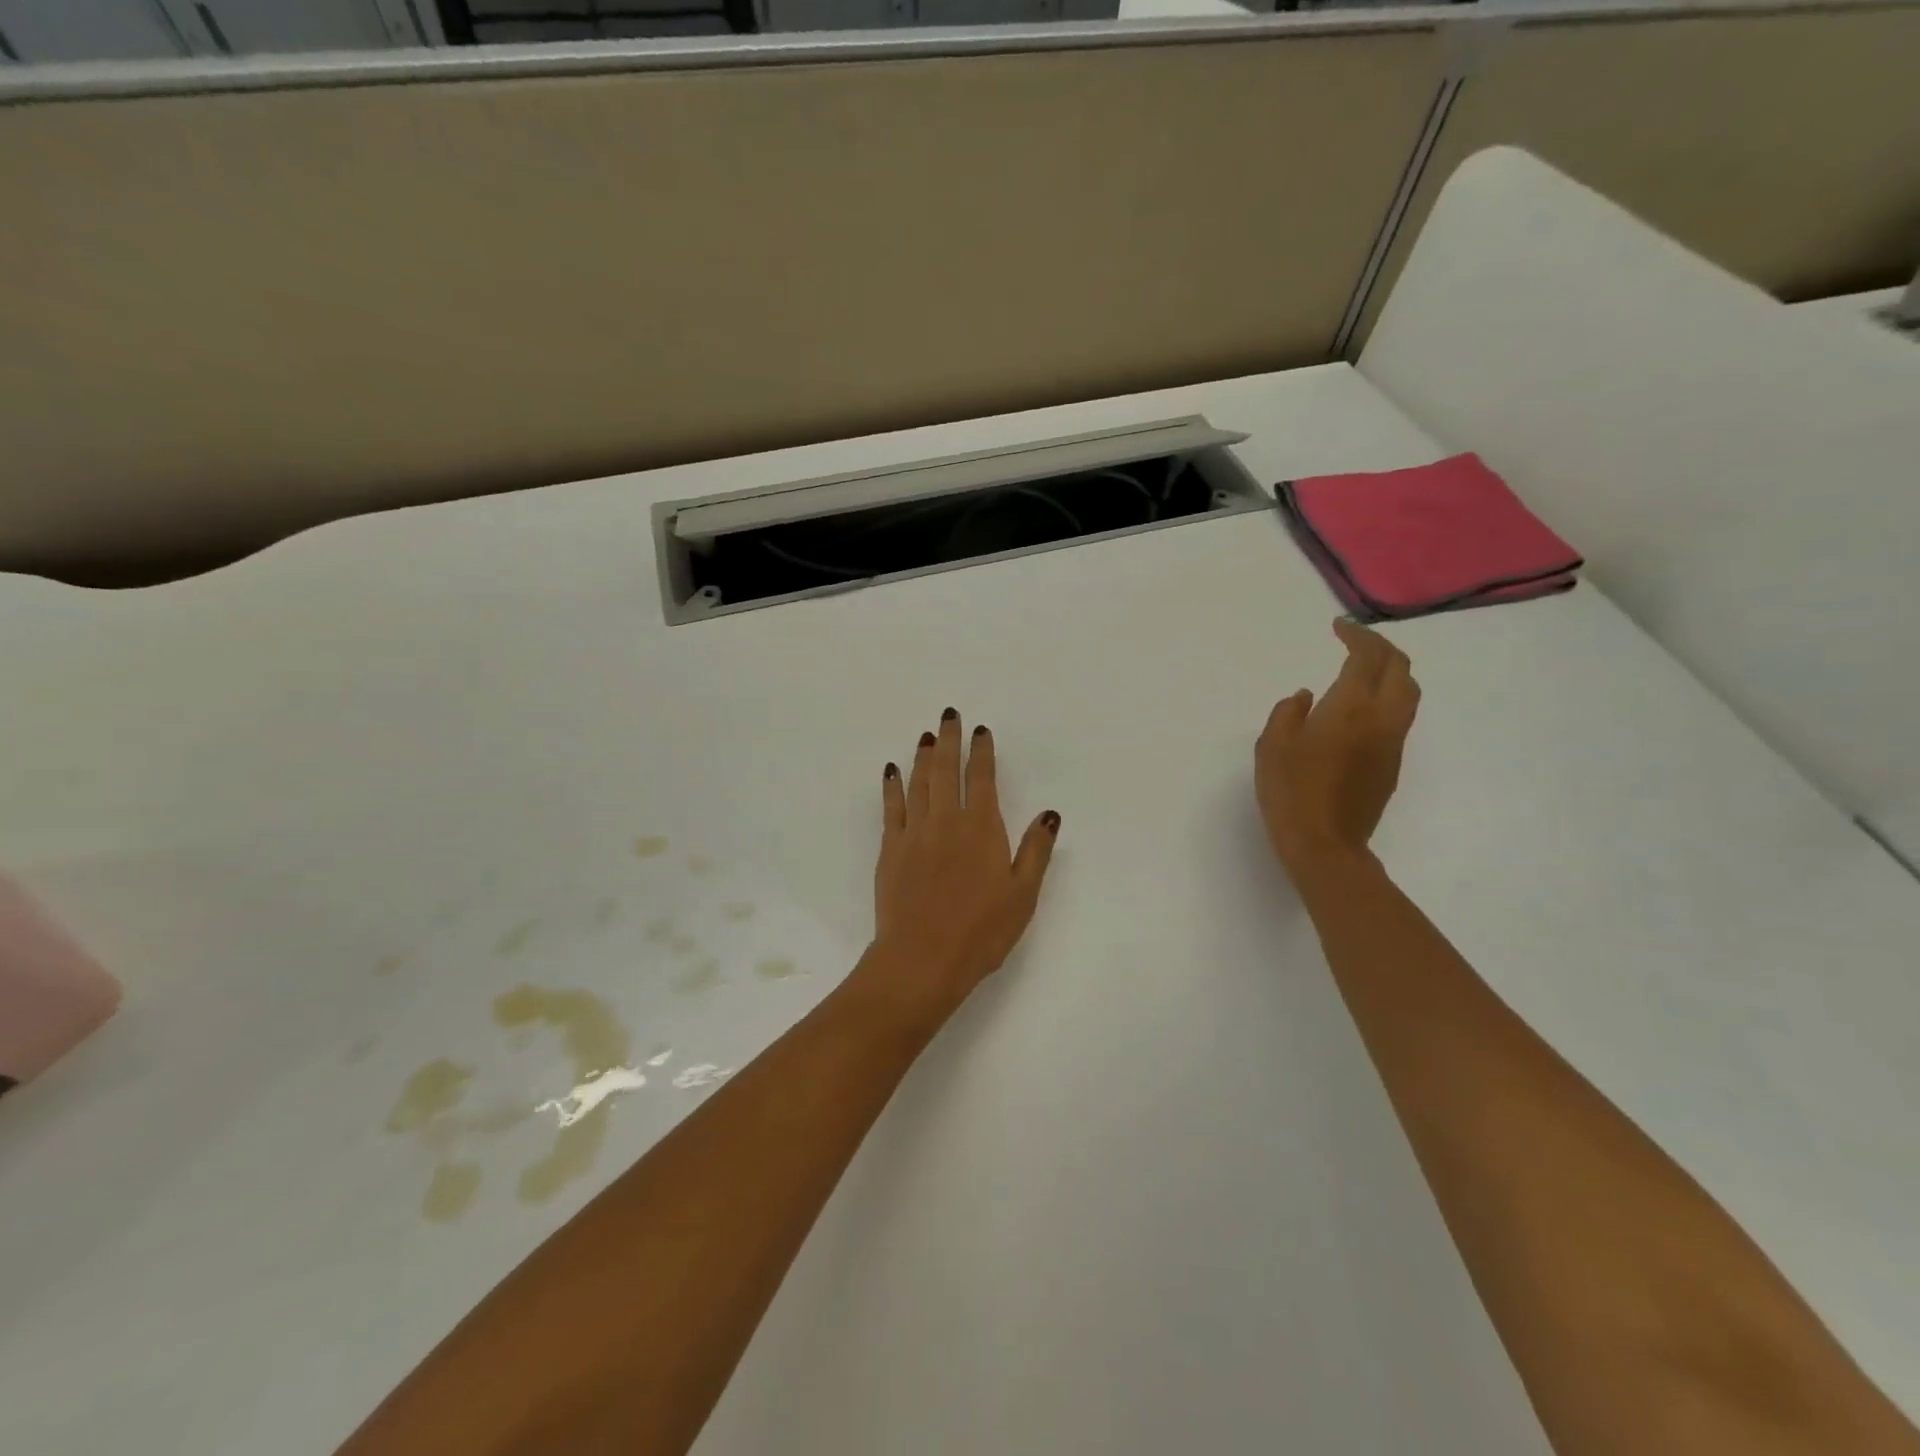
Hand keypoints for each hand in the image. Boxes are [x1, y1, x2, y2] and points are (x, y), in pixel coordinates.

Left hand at [855, 708, 1059, 1022]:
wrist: (923, 958)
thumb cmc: (981, 931)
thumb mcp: (1023, 894)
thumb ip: (1035, 850)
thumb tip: (1049, 814)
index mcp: (981, 828)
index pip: (981, 779)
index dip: (981, 752)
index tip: (980, 731)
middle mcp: (946, 820)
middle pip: (946, 770)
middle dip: (949, 741)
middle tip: (948, 716)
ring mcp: (914, 832)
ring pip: (918, 782)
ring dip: (923, 756)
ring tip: (926, 736)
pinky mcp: (891, 849)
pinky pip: (892, 807)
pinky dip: (892, 785)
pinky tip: (892, 771)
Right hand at [1256, 619, 1419, 878]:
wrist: (1325, 844)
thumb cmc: (1291, 790)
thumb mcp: (1272, 745)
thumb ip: (1288, 712)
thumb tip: (1306, 697)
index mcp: (1351, 707)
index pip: (1368, 657)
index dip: (1357, 636)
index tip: (1339, 627)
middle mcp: (1381, 719)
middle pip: (1400, 669)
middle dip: (1382, 649)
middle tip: (1356, 643)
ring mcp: (1392, 743)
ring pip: (1407, 694)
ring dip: (1391, 673)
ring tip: (1364, 670)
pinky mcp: (1391, 765)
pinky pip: (1398, 717)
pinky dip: (1386, 698)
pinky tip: (1359, 709)